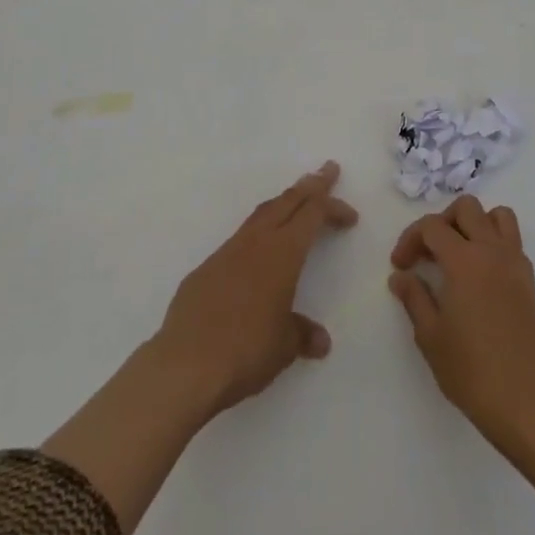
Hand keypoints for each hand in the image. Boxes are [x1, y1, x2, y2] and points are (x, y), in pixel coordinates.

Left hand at [154, 160, 359, 414]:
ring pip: (261, 214)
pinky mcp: (206, 269)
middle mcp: (256, 242)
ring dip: (283, 203)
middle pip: (287, 201)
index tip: (350, 214)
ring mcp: (227, 252)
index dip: (333, 208)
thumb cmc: (245, 350)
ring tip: (295, 199)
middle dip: (310, 185)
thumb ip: (302, 334)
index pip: (312, 215)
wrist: (185, 364)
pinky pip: (239, 240)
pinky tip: (256, 253)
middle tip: (327, 170)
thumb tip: (319, 340)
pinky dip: (257, 234)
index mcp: (283, 253)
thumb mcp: (284, 347)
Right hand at [388, 196, 534, 451]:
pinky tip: (481, 276)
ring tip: (459, 254)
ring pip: (496, 216)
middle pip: (466, 208)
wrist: (530, 403)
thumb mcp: (431, 338)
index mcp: (464, 260)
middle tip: (429, 253)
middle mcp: (491, 250)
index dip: (410, 239)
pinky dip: (494, 243)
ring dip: (474, 224)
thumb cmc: (473, 372)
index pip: (432, 226)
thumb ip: (414, 298)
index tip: (400, 266)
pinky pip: (512, 241)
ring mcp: (515, 263)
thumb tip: (401, 276)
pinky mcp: (530, 281)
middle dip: (442, 222)